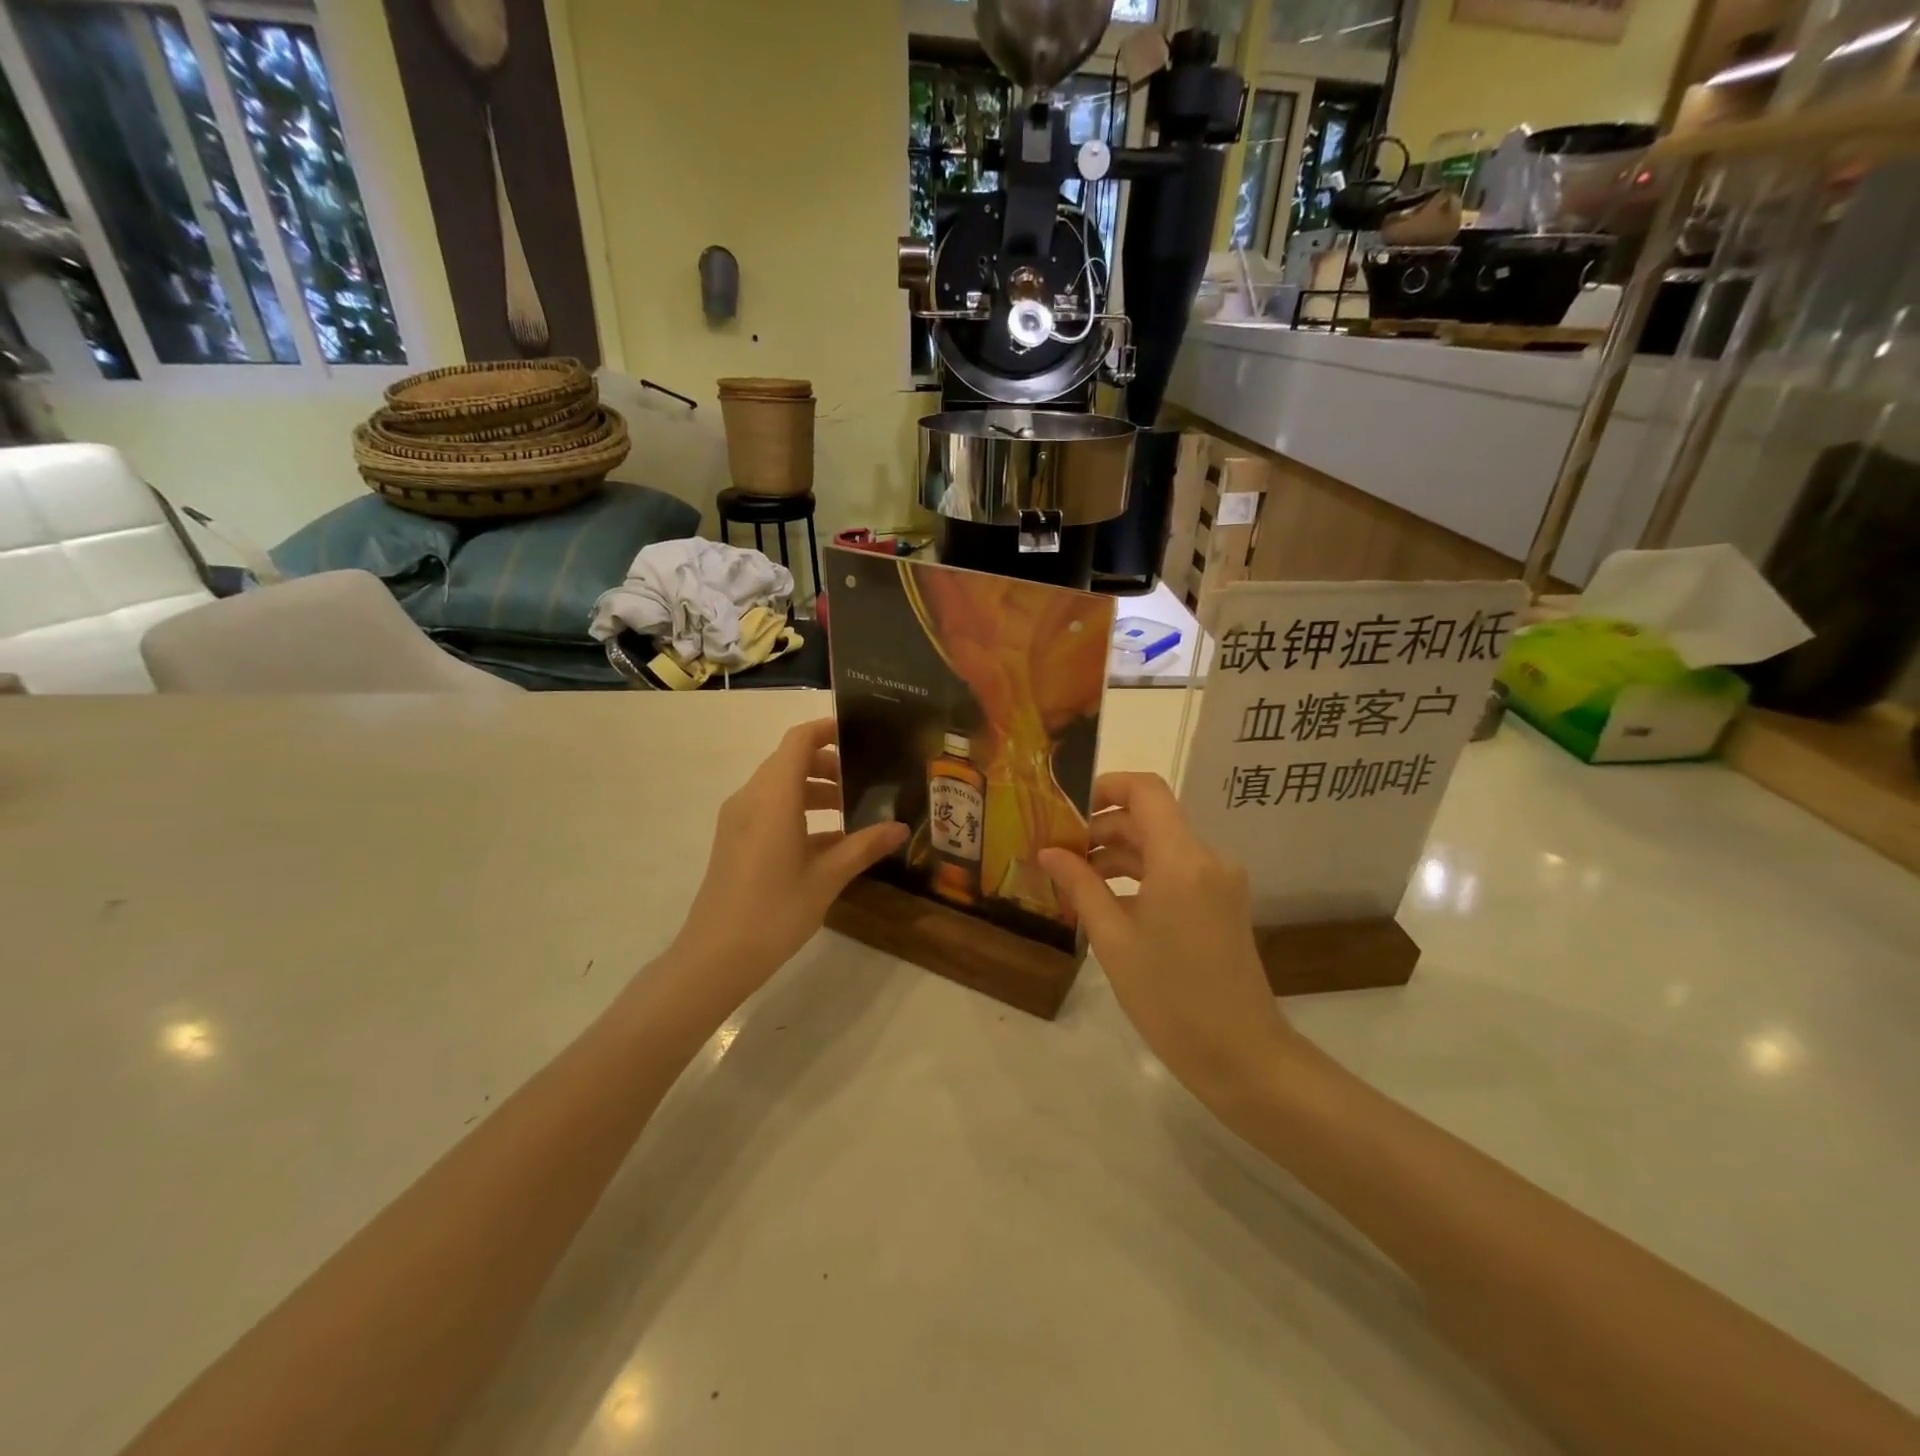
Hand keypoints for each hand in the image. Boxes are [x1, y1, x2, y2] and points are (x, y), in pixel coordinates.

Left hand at [668, 719, 906, 1009]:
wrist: (715, 956)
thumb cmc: (775, 910)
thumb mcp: (827, 878)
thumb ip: (864, 846)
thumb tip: (902, 828)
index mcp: (773, 797)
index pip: (799, 741)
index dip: (827, 730)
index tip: (859, 733)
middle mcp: (751, 798)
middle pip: (789, 761)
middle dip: (828, 765)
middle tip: (866, 781)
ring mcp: (738, 820)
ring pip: (779, 786)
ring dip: (814, 791)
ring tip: (851, 812)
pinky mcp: (734, 840)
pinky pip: (769, 809)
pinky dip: (798, 812)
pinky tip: (828, 843)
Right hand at [1040, 773, 1293, 1107]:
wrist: (1242, 1056)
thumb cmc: (1169, 998)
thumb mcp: (1113, 940)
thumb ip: (1080, 886)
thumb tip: (1048, 852)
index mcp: (1182, 859)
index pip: (1146, 790)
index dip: (1105, 786)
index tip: (1067, 810)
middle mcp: (1207, 857)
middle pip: (1149, 818)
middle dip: (1101, 829)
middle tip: (1057, 853)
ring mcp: (1219, 880)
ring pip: (1160, 846)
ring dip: (1118, 854)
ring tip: (1074, 881)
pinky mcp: (1222, 902)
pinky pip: (1175, 871)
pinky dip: (1140, 876)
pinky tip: (1106, 902)